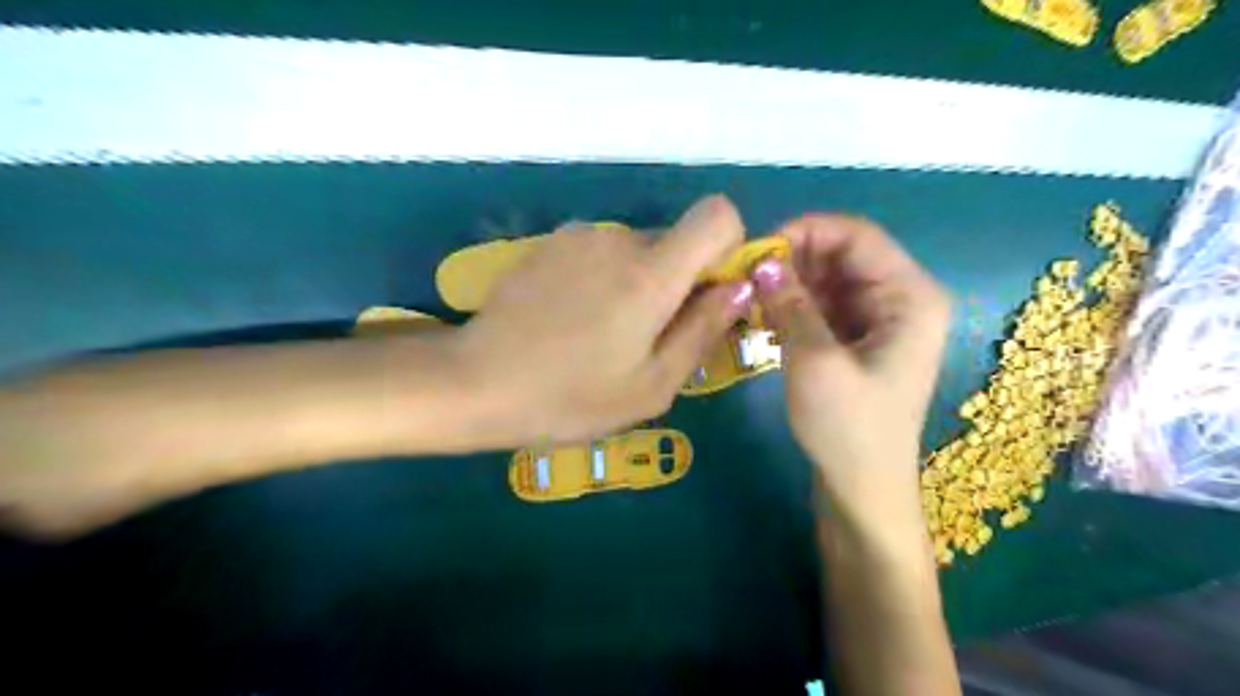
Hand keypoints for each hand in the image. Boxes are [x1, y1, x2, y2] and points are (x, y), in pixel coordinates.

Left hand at [451, 193, 751, 444]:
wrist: (477, 382)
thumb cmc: (571, 397)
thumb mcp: (652, 385)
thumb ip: (703, 330)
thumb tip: (739, 288)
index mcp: (651, 274)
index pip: (717, 215)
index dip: (727, 247)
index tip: (709, 292)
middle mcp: (619, 238)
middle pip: (675, 241)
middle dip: (677, 281)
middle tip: (647, 337)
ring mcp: (578, 237)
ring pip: (636, 249)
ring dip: (636, 282)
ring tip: (603, 334)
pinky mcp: (549, 244)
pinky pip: (599, 252)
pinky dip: (602, 278)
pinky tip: (571, 319)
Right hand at [757, 216, 950, 522]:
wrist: (861, 489)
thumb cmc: (848, 429)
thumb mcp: (815, 362)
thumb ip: (790, 304)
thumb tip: (761, 261)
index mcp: (910, 296)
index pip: (858, 236)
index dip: (807, 231)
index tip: (758, 248)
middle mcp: (900, 299)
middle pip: (843, 256)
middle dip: (794, 259)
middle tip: (746, 275)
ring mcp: (879, 321)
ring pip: (829, 281)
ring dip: (789, 284)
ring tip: (750, 297)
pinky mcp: (857, 341)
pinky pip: (823, 307)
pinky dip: (794, 307)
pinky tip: (765, 318)